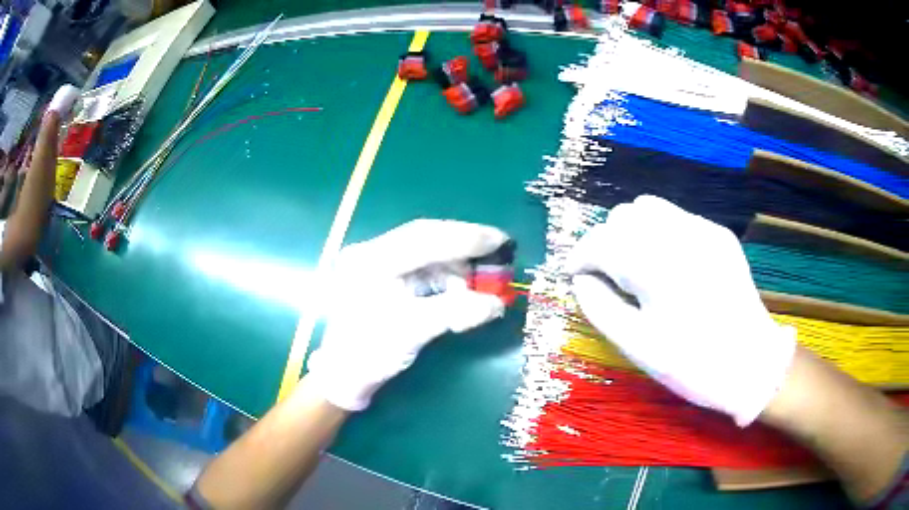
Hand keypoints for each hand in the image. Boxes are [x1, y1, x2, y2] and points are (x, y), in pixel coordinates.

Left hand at [306, 219, 509, 410]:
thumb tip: (497, 304)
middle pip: (425, 238)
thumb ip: (457, 312)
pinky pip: (421, 268)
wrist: (344, 376)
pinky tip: (459, 292)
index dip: (466, 237)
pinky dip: (445, 278)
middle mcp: (371, 253)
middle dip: (464, 247)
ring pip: (426, 252)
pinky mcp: (383, 276)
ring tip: (477, 286)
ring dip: (455, 267)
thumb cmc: (371, 354)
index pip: (424, 238)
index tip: (501, 240)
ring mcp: (375, 263)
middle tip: (499, 250)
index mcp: (370, 260)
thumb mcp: (414, 331)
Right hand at [567, 195, 795, 425]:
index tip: (575, 275)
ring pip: (649, 207)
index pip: (601, 241)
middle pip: (623, 216)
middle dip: (606, 241)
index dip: (580, 256)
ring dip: (631, 231)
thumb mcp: (638, 346)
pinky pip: (676, 217)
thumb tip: (581, 281)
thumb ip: (601, 308)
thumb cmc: (693, 364)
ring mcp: (703, 230)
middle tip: (607, 276)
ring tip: (635, 266)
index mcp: (657, 266)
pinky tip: (666, 264)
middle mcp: (679, 235)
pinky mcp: (718, 235)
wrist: (752, 364)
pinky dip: (658, 232)